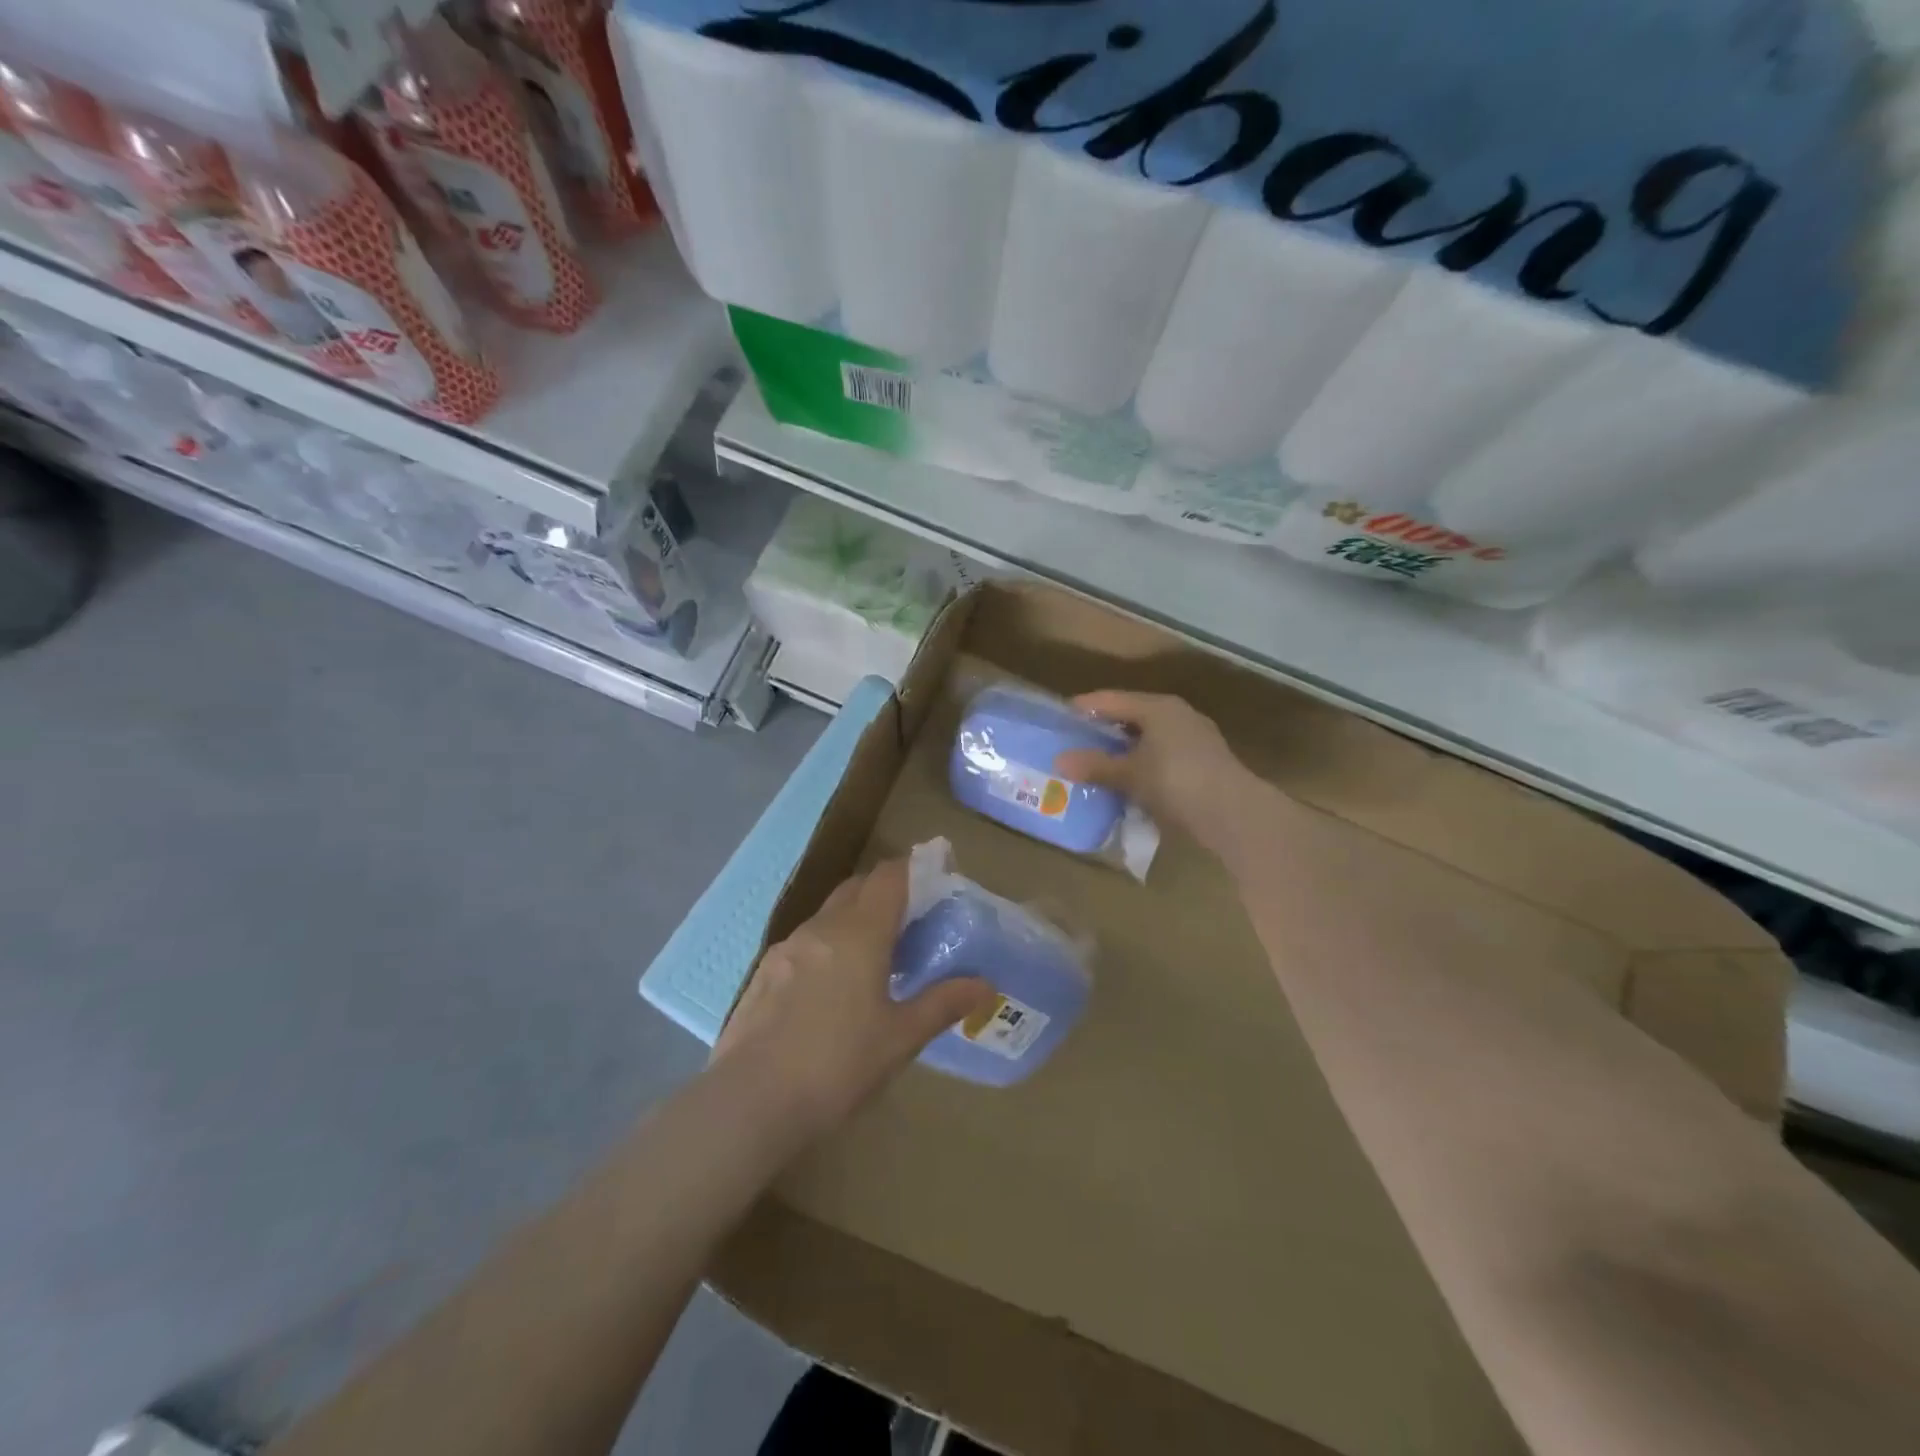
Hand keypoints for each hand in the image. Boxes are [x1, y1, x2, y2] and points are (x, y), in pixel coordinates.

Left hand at [714, 859, 994, 1136]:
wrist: (749, 1103)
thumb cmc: (837, 1065)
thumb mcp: (900, 1038)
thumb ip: (942, 1004)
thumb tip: (985, 985)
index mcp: (859, 933)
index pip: (890, 876)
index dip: (915, 867)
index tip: (938, 872)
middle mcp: (820, 928)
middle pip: (857, 888)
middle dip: (886, 891)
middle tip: (913, 919)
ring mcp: (785, 949)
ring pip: (828, 916)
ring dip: (855, 920)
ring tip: (876, 956)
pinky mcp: (763, 974)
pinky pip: (805, 944)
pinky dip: (828, 947)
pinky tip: (834, 988)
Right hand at [1052, 690, 1261, 852]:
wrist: (1234, 813)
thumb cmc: (1176, 781)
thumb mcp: (1130, 774)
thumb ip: (1095, 765)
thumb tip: (1059, 760)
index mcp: (1158, 708)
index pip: (1113, 699)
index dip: (1086, 707)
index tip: (1062, 715)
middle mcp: (1178, 715)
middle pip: (1133, 716)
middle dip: (1105, 729)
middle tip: (1077, 740)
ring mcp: (1195, 739)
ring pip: (1150, 738)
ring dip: (1126, 750)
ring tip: (1100, 763)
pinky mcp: (1204, 763)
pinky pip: (1163, 756)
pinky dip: (1144, 764)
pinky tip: (1131, 781)